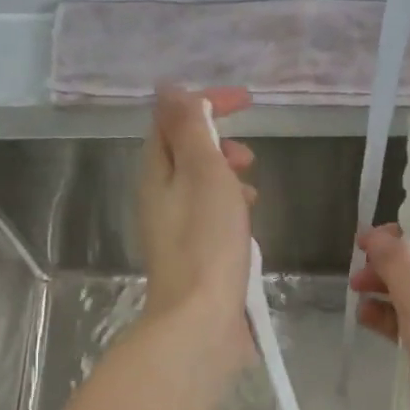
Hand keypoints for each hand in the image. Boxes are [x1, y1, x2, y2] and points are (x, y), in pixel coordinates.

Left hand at [138, 85, 256, 357]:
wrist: (200, 321)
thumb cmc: (207, 243)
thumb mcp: (203, 173)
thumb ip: (189, 129)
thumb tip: (169, 88)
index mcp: (156, 174)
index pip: (173, 121)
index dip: (205, 103)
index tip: (246, 102)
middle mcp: (159, 199)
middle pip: (185, 155)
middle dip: (218, 144)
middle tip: (249, 156)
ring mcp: (176, 232)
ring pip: (201, 188)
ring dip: (227, 178)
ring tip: (254, 193)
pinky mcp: (195, 258)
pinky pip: (211, 218)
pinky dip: (231, 210)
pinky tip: (249, 228)